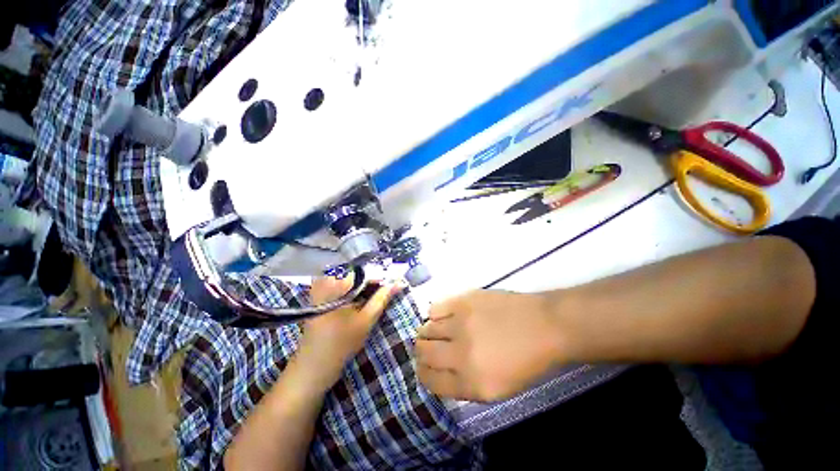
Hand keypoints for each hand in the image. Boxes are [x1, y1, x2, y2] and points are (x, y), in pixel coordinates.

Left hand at [296, 275, 401, 390]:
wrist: (313, 367)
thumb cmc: (340, 344)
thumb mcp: (366, 320)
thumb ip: (382, 298)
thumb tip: (398, 283)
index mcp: (335, 284)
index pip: (363, 271)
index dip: (379, 277)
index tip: (392, 284)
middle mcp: (325, 281)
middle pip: (356, 273)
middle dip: (372, 281)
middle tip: (386, 290)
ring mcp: (320, 289)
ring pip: (350, 279)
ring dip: (364, 286)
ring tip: (376, 296)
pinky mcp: (319, 297)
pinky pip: (342, 286)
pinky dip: (354, 291)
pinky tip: (362, 300)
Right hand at [416, 290, 561, 401]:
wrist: (544, 326)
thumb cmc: (526, 361)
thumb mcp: (497, 390)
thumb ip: (463, 384)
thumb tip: (437, 371)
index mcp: (471, 383)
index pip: (429, 380)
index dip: (423, 373)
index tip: (424, 367)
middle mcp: (460, 354)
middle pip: (422, 352)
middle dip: (421, 352)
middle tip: (428, 347)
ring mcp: (460, 323)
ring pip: (425, 329)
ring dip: (427, 333)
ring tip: (436, 331)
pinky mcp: (463, 300)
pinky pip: (434, 308)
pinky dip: (434, 314)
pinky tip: (445, 316)